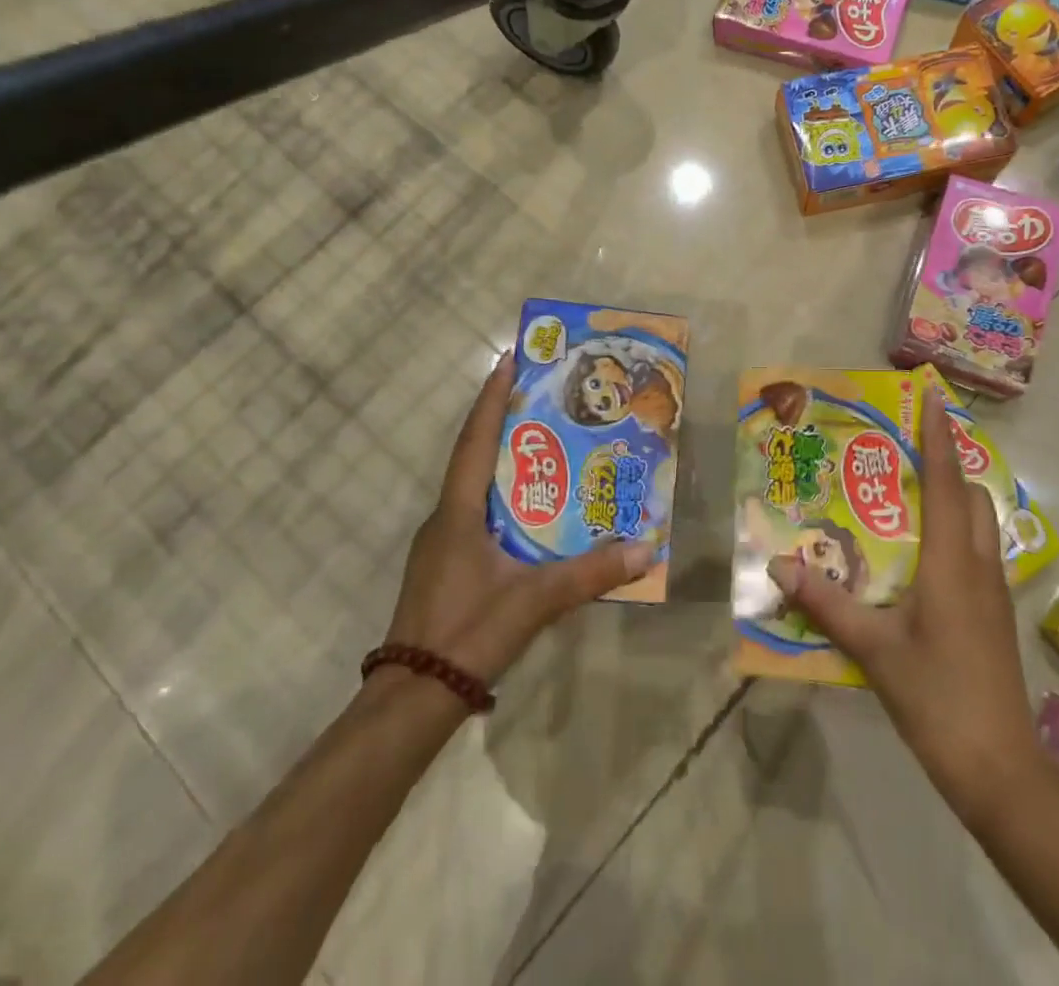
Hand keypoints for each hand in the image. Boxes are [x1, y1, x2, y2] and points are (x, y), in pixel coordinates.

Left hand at [383, 353, 655, 682]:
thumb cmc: (468, 633)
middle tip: (543, 398)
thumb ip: (589, 574)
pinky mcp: (446, 566)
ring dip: (506, 462)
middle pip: (476, 456)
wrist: (412, 699)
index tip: (508, 359)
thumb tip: (645, 548)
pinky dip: (504, 498)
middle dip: (505, 423)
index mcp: (459, 512)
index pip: (475, 440)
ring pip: (477, 488)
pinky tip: (534, 511)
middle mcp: (445, 518)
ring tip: (547, 447)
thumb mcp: (534, 600)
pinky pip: (478, 514)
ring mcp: (441, 544)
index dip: (491, 398)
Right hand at [768, 377, 1039, 828]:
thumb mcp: (873, 649)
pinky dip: (957, 531)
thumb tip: (779, 564)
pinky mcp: (995, 616)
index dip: (939, 437)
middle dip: (947, 463)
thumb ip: (826, 603)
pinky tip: (924, 554)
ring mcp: (994, 593)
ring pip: (981, 524)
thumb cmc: (937, 698)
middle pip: (971, 496)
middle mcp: (979, 565)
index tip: (934, 396)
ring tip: (911, 493)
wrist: (1001, 770)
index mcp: (952, 562)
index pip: (947, 483)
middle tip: (906, 450)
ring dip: (955, 497)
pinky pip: (979, 552)